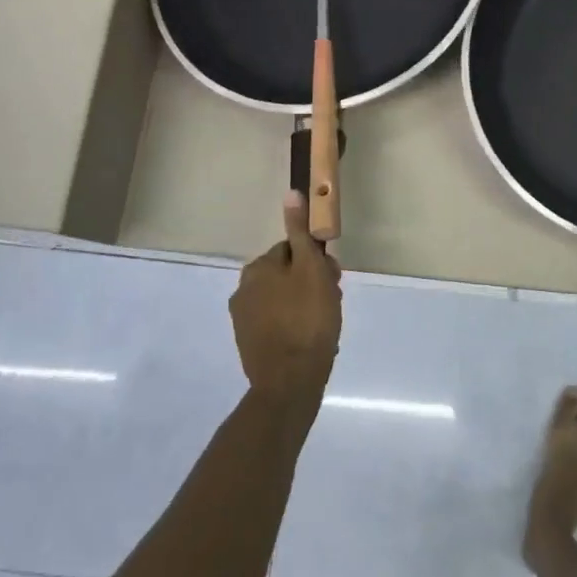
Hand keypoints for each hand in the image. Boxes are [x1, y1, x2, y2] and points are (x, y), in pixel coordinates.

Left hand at [230, 192, 341, 399]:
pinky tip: (310, 340)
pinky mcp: (250, 344)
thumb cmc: (307, 320)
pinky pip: (278, 324)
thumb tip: (290, 194)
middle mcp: (243, 290)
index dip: (316, 262)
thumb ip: (301, 234)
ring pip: (284, 300)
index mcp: (257, 269)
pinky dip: (294, 327)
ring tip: (324, 325)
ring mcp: (244, 320)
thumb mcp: (310, 269)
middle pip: (287, 275)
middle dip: (310, 284)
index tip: (333, 279)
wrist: (290, 383)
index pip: (291, 250)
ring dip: (304, 305)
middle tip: (332, 303)